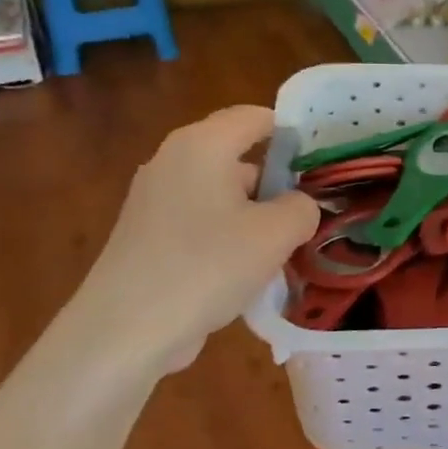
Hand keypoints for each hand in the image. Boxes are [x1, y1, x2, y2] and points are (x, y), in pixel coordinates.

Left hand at [69, 106, 319, 376]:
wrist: (125, 331)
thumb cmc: (207, 266)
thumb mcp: (277, 233)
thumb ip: (303, 207)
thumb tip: (299, 206)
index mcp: (203, 144)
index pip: (257, 117)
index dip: (294, 135)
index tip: (321, 167)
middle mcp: (173, 159)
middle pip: (239, 156)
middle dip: (276, 183)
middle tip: (308, 215)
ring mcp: (154, 197)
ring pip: (221, 193)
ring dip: (253, 215)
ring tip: (280, 251)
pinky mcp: (145, 233)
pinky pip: (200, 220)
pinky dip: (226, 237)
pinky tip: (242, 273)